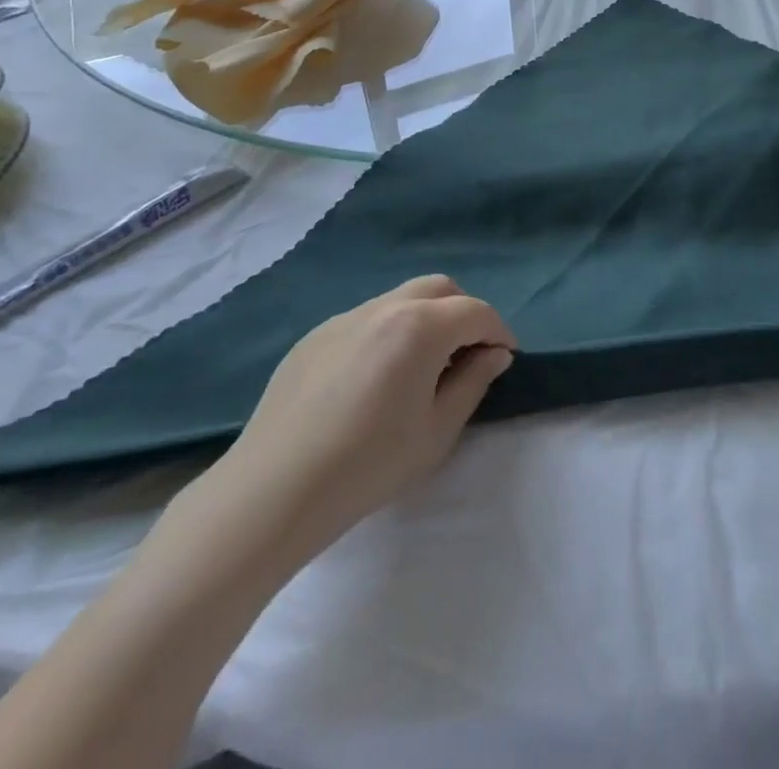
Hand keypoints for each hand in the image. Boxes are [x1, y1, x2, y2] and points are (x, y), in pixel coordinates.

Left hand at [195, 275, 515, 567]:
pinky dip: (389, 332)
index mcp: (419, 326)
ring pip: (401, 299)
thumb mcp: (436, 431)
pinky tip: (376, 379)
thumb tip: (494, 354)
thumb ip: (473, 382)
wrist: (274, 490)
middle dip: (463, 313)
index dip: (498, 331)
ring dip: (426, 319)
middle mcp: (384, 307)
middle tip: (468, 354)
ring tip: (423, 367)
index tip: (504, 357)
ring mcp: (345, 317)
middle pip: (439, 289)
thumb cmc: (368, 465)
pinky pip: (367, 319)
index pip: (475, 312)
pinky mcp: (316, 335)